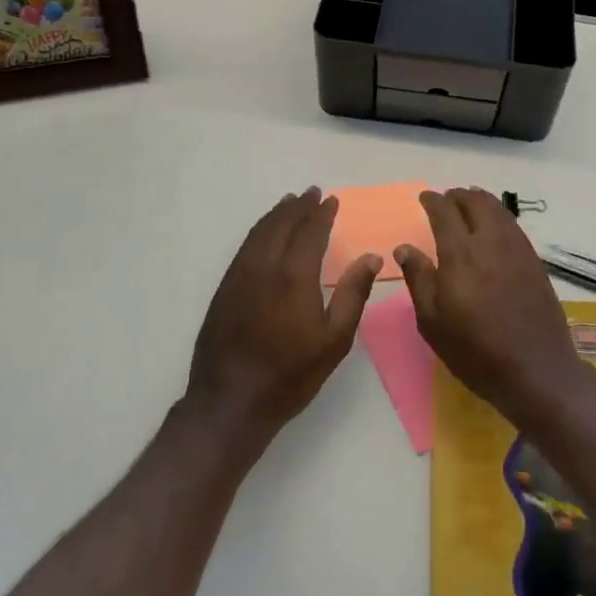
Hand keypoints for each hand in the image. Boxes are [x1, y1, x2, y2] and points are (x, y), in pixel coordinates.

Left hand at [184, 188, 379, 442]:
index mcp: (294, 276)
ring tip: (290, 202)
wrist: (230, 402)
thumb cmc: (290, 374)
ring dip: (277, 213)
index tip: (332, 200)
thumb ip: (353, 294)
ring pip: (260, 232)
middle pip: (282, 224)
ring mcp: (240, 275)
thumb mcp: (334, 340)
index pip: (310, 232)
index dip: (322, 214)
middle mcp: (265, 266)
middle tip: (312, 193)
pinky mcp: (224, 288)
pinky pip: (245, 246)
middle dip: (298, 206)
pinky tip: (265, 232)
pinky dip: (259, 230)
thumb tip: (371, 257)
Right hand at [395, 188, 594, 429]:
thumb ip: (418, 279)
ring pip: (497, 208)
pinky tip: (492, 229)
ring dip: (479, 201)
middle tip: (446, 202)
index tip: (424, 198)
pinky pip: (512, 224)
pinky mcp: (533, 259)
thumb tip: (404, 248)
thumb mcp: (433, 322)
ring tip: (468, 207)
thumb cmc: (475, 350)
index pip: (444, 211)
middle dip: (457, 196)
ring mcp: (516, 248)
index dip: (433, 200)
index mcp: (461, 253)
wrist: (536, 369)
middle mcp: (490, 241)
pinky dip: (497, 216)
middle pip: (474, 201)